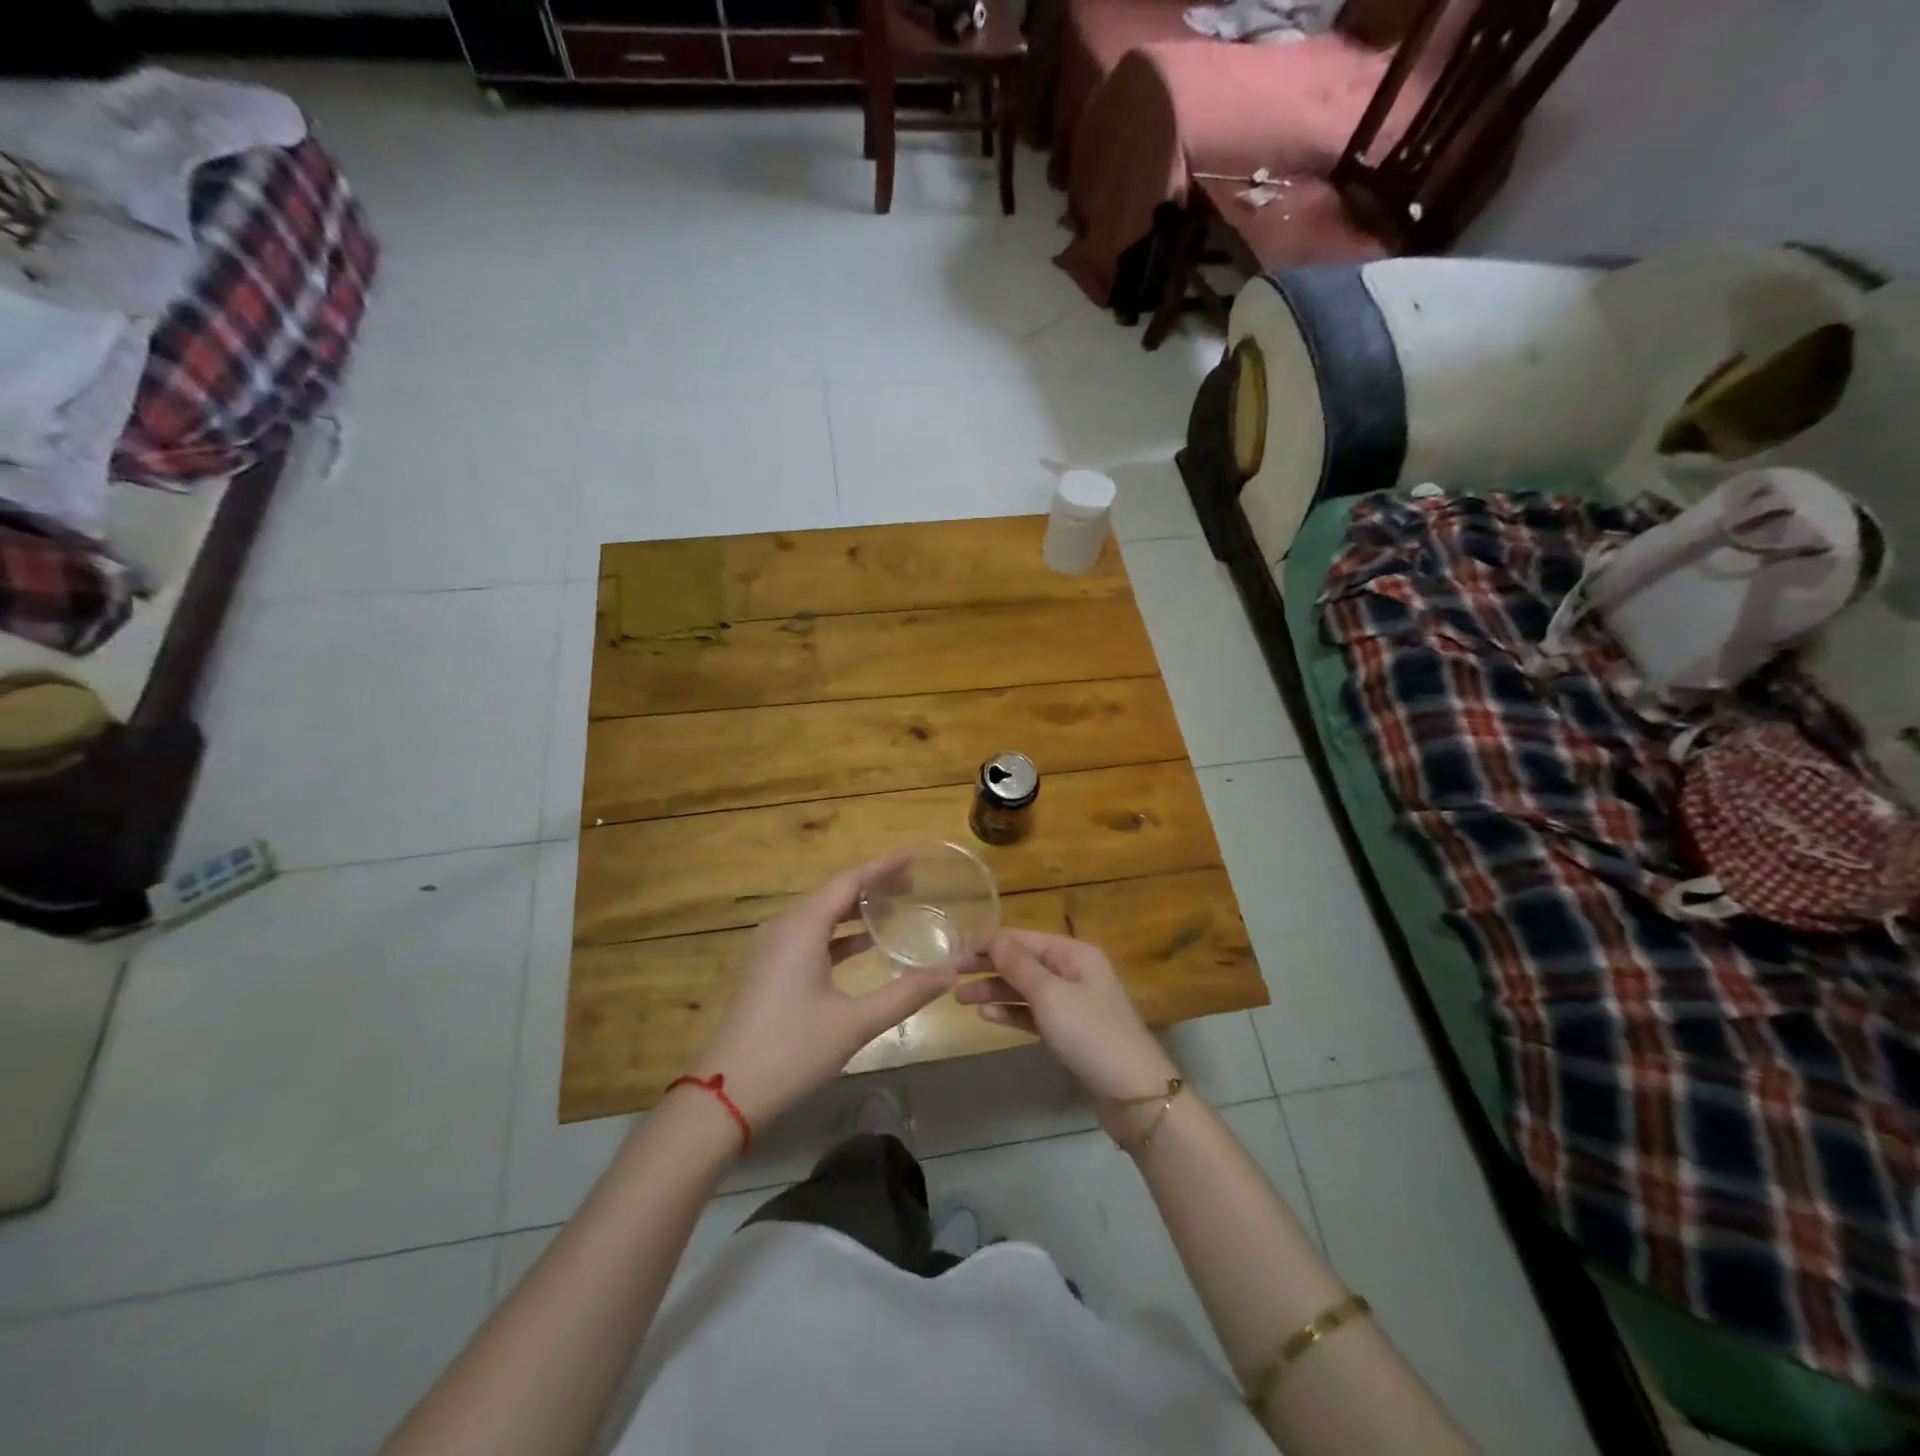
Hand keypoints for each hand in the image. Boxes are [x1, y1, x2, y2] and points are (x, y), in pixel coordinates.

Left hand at [688, 858, 957, 1132]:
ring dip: (855, 911)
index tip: (913, 858)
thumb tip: (950, 973)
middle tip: (912, 884)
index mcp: (801, 928)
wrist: (726, 1096)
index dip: (882, 867)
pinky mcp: (768, 969)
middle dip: (872, 886)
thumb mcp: (855, 1023)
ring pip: (820, 915)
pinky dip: (838, 934)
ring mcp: (771, 949)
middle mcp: (783, 927)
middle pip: (833, 893)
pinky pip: (809, 936)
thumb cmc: (792, 1051)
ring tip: (894, 908)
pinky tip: (864, 945)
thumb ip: (905, 994)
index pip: (848, 881)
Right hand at [956, 929, 1178, 1138]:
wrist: (1134, 1094)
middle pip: (1022, 961)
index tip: (953, 950)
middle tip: (949, 974)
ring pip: (1025, 988)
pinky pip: (1033, 1013)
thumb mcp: (1050, 995)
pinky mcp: (1070, 1031)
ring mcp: (1073, 1002)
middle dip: (987, 966)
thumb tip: (993, 937)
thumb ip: (1018, 965)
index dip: (987, 942)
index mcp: (1074, 953)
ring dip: (994, 990)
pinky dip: (1011, 1012)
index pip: (1022, 938)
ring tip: (959, 998)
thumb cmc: (1090, 1034)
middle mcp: (1073, 971)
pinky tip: (986, 1016)